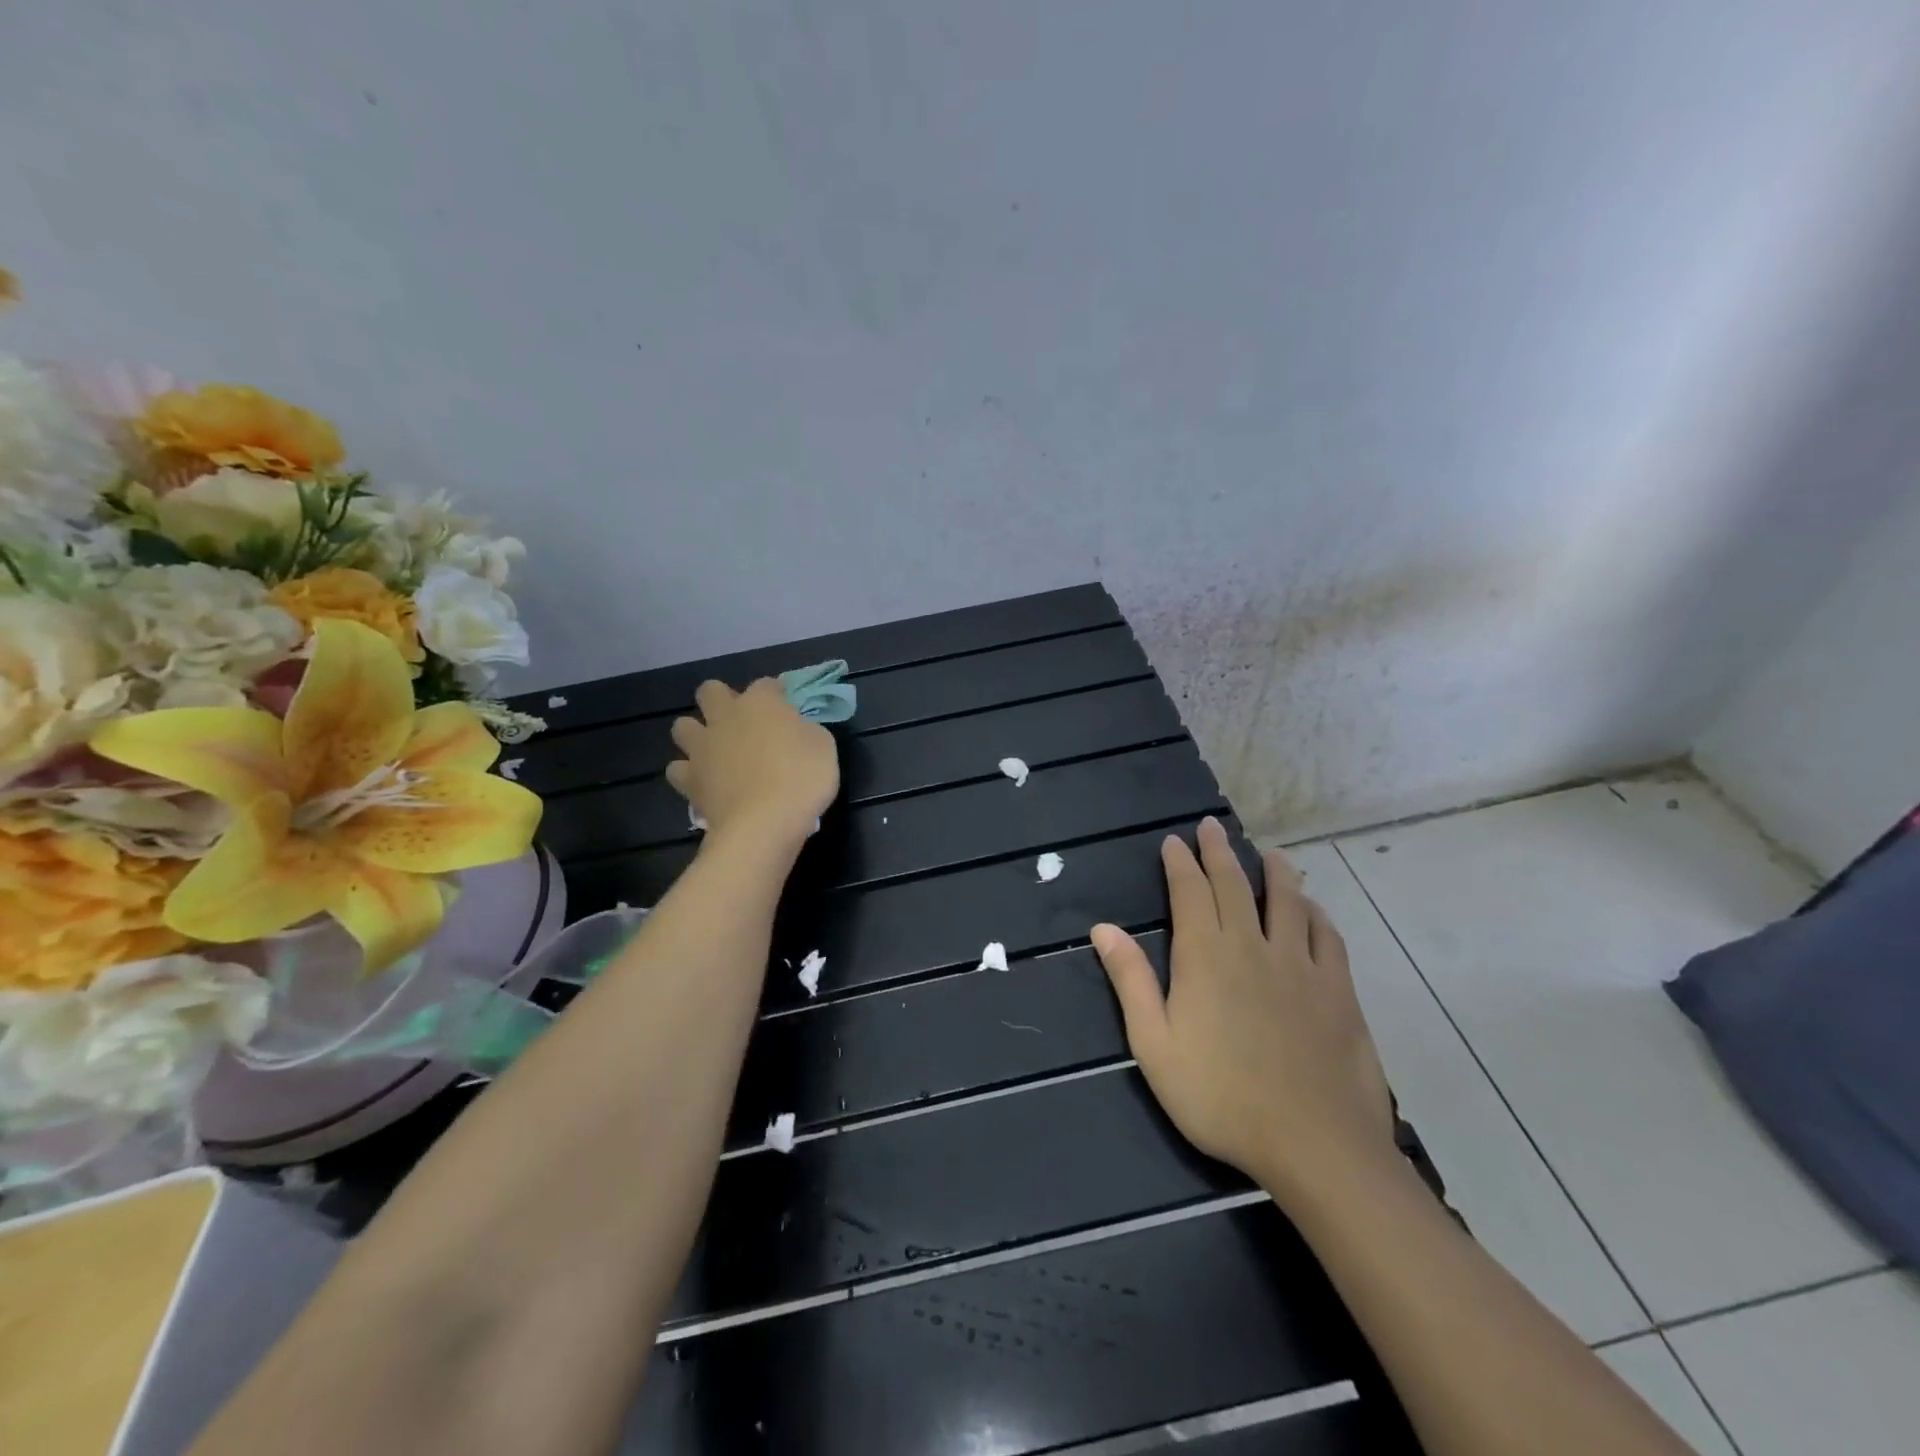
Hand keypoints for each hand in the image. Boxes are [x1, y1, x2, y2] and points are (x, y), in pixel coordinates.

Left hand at [666, 679, 838, 843]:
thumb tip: (794, 730)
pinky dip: (688, 773)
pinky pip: (677, 769)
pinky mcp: (689, 780)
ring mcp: (702, 748)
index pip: (766, 684)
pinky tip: (703, 782)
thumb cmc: (803, 778)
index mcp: (761, 703)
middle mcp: (726, 716)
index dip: (776, 694)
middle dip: (722, 699)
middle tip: (741, 722)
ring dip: (696, 733)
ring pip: (682, 726)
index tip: (786, 708)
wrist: (765, 822)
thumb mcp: (823, 746)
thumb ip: (804, 730)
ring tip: (714, 750)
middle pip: (710, 691)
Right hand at [1091, 817, 1396, 1204]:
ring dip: (1275, 871)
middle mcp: (1252, 947)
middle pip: (1234, 886)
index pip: (1190, 893)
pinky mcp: (1338, 990)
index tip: (1175, 841)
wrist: (1313, 1143)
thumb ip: (1131, 981)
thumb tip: (1103, 928)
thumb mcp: (1155, 1044)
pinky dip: (1316, 914)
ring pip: (1286, 901)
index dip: (1181, 864)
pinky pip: (1327, 937)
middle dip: (1220, 853)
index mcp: (1205, 957)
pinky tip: (1312, 909)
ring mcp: (1300, 965)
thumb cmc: (1220, 1096)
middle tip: (1212, 827)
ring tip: (1269, 853)